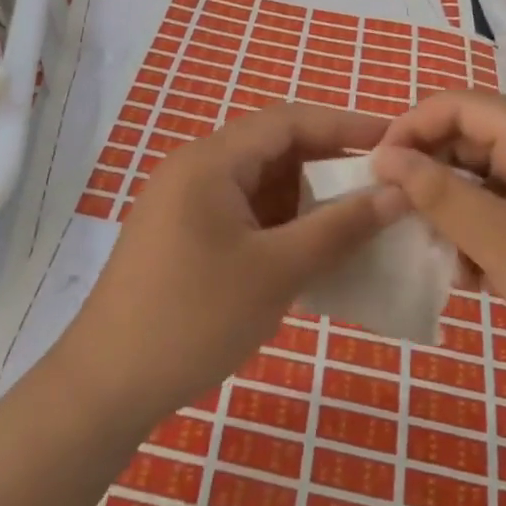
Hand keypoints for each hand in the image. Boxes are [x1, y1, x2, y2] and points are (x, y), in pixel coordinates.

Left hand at [55, 103, 405, 423]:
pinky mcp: (186, 236)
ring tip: (360, 221)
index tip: (397, 142)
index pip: (288, 121)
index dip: (345, 125)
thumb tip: (398, 194)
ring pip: (262, 185)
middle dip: (331, 165)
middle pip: (275, 149)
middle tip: (384, 186)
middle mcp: (197, 169)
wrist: (107, 384)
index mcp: (211, 160)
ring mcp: (188, 204)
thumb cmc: (194, 318)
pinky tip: (316, 251)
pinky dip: (283, 225)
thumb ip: (340, 228)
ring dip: (309, 199)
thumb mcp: (277, 271)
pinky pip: (246, 214)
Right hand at [372, 91, 505, 401]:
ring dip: (456, 210)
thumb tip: (385, 155)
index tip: (377, 170)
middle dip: (432, 175)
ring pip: (486, 176)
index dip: (411, 127)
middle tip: (403, 219)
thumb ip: (439, 193)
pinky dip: (483, 231)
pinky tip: (477, 275)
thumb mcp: (501, 242)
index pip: (457, 104)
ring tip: (445, 258)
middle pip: (470, 138)